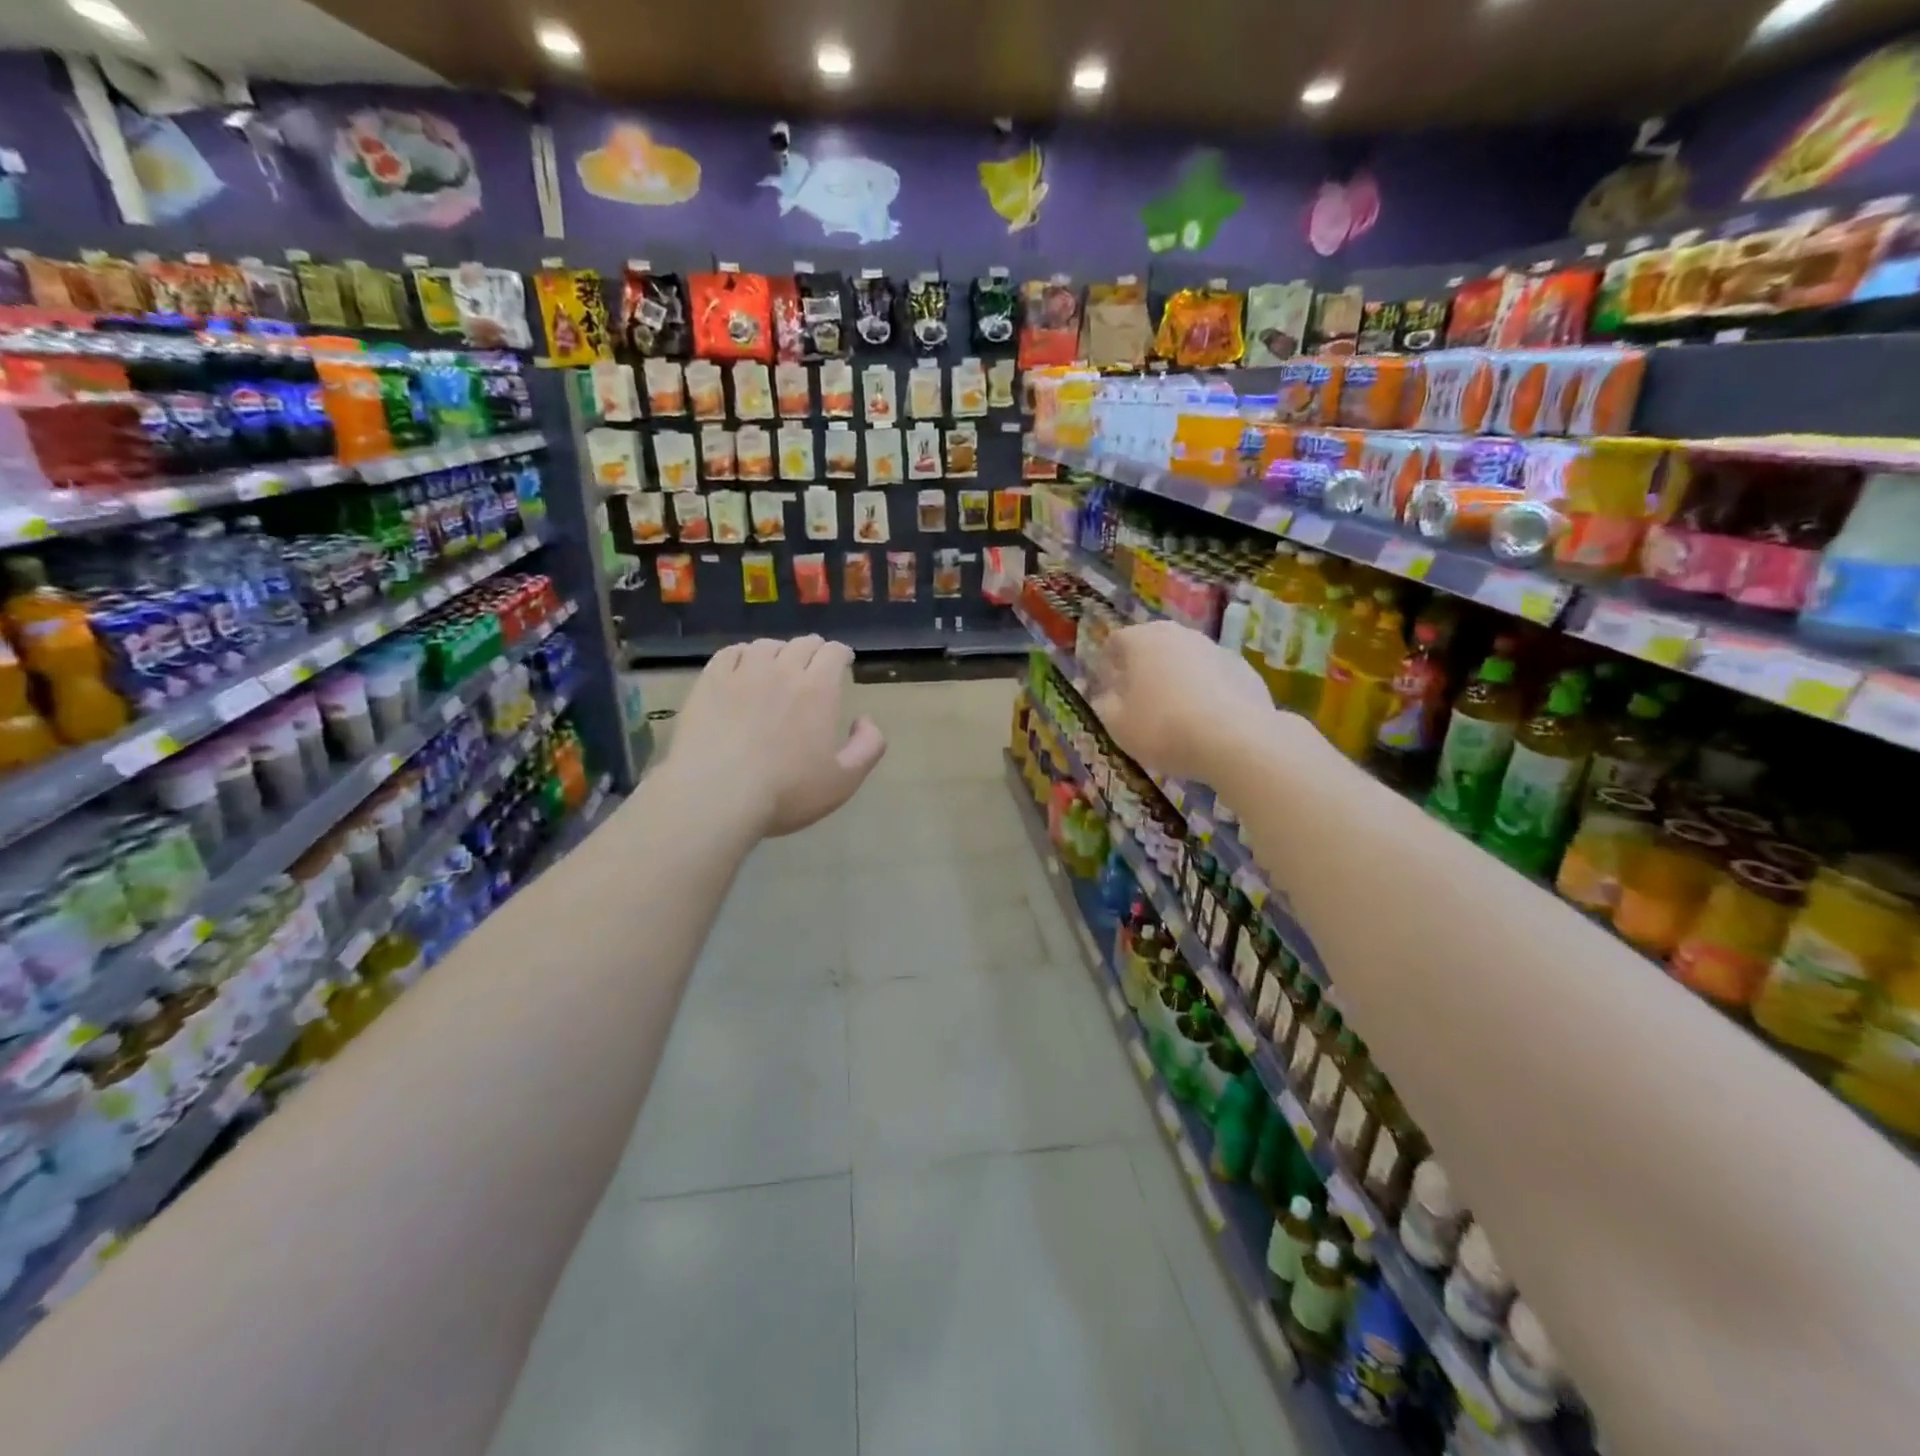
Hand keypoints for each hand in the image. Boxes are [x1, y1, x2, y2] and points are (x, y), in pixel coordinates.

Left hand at [669, 636, 885, 836]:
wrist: (715, 796)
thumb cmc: (786, 792)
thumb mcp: (844, 780)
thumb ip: (868, 747)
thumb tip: (866, 720)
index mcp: (818, 689)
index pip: (834, 652)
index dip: (841, 654)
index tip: (843, 662)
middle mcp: (782, 670)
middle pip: (802, 644)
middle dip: (814, 650)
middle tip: (814, 665)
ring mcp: (742, 673)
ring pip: (766, 646)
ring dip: (779, 651)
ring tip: (777, 665)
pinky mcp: (709, 682)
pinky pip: (729, 654)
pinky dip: (742, 655)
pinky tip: (742, 667)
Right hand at [1089, 621, 1274, 782]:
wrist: (1236, 739)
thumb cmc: (1163, 728)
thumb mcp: (1117, 725)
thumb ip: (1104, 704)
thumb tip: (1105, 695)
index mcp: (1141, 640)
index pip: (1114, 642)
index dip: (1107, 667)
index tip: (1108, 691)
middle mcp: (1177, 634)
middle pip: (1152, 646)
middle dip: (1142, 669)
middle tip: (1139, 701)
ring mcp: (1214, 647)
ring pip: (1185, 659)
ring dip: (1176, 678)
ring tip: (1176, 713)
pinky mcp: (1243, 667)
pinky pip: (1213, 675)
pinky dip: (1205, 690)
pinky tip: (1206, 720)